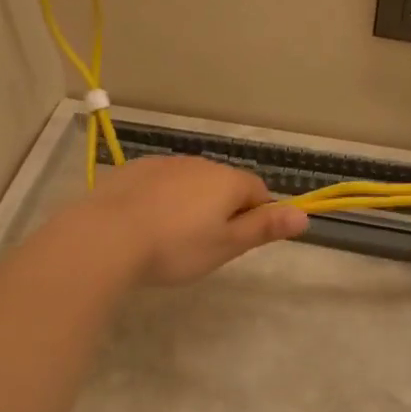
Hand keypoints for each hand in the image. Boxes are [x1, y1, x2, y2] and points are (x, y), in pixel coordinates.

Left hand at [73, 155, 308, 285]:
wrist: (106, 236)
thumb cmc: (175, 247)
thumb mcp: (226, 245)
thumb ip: (264, 228)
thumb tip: (304, 215)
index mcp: (227, 181)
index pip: (258, 191)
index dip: (256, 215)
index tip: (240, 241)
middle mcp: (199, 163)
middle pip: (223, 184)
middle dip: (221, 209)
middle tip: (204, 245)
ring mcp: (163, 163)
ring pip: (189, 182)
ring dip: (190, 203)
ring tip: (171, 237)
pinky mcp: (133, 169)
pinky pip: (159, 183)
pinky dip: (160, 199)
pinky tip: (144, 223)